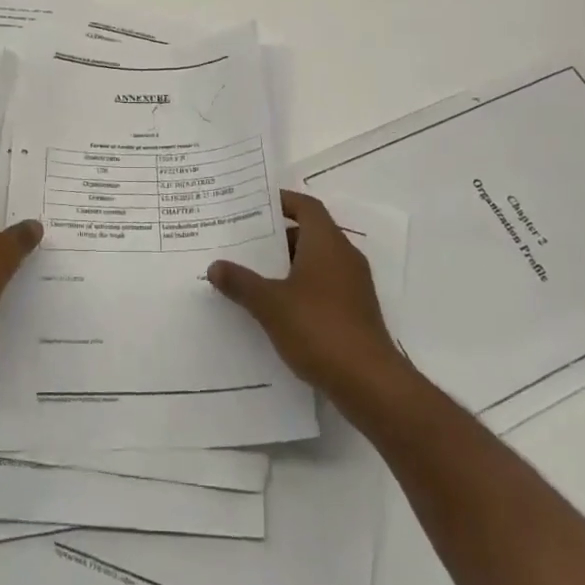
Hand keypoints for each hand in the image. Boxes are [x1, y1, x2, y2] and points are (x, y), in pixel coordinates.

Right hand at [207, 190, 396, 394]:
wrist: (370, 383)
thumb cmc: (318, 328)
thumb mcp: (270, 304)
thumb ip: (241, 282)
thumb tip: (215, 266)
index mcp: (327, 242)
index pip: (306, 206)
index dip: (282, 201)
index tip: (255, 205)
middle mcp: (344, 256)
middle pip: (310, 232)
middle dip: (278, 236)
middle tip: (245, 241)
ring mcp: (354, 285)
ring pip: (317, 261)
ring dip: (289, 264)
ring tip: (254, 274)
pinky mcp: (356, 312)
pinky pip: (325, 285)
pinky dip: (302, 287)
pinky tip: (278, 308)